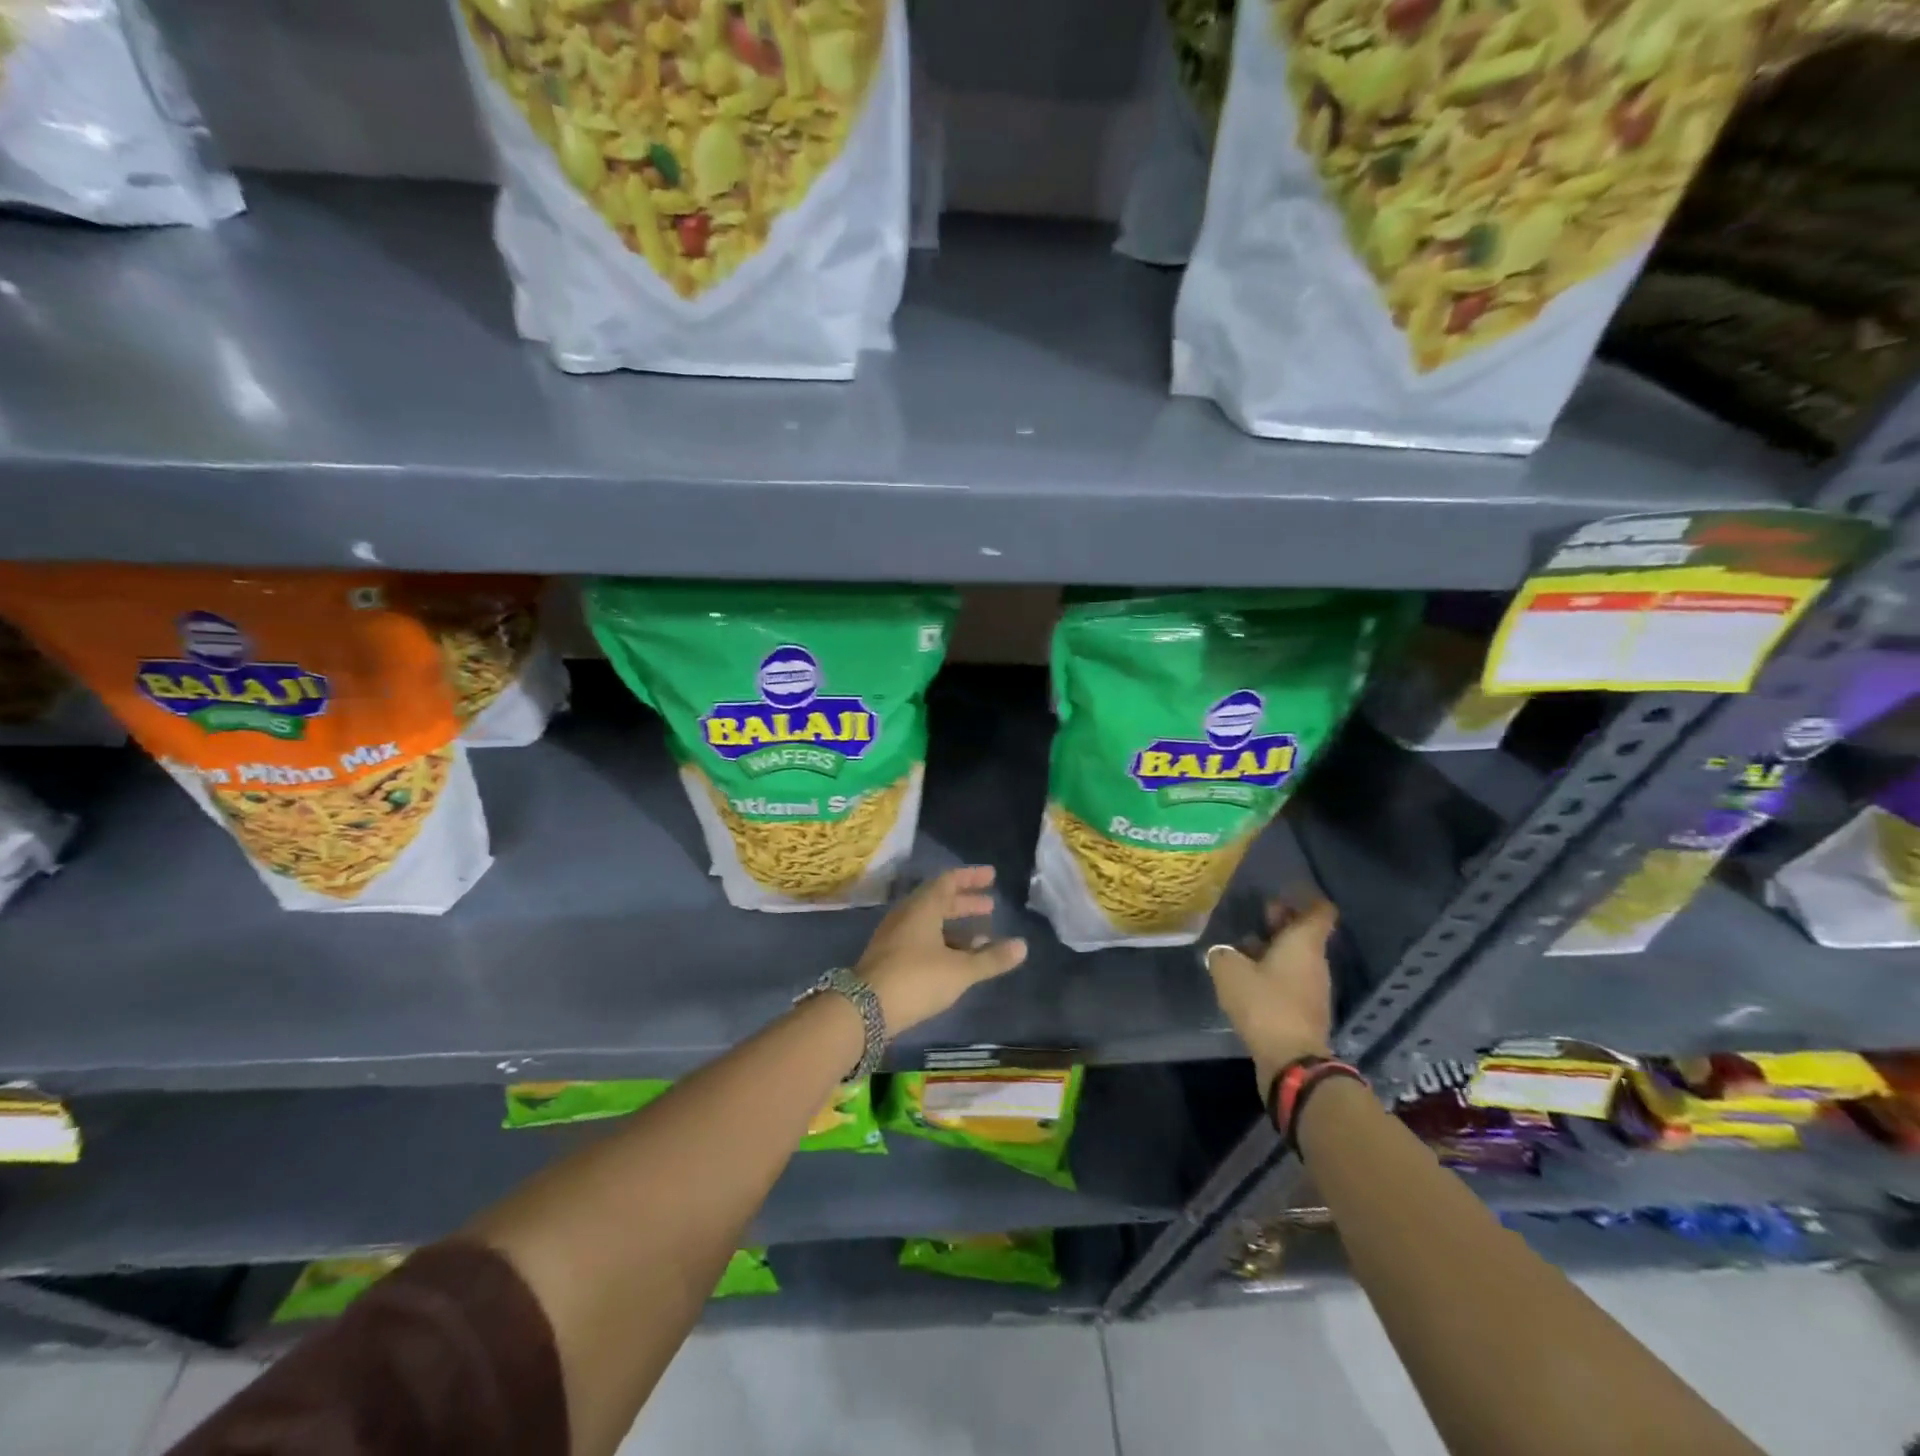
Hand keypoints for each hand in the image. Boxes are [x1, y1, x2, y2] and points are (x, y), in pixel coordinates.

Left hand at [855, 865, 1027, 1033]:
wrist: (863, 1010)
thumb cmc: (916, 979)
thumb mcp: (960, 970)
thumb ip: (991, 958)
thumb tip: (1022, 946)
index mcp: (922, 908)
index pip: (948, 881)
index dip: (971, 877)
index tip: (992, 876)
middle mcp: (906, 915)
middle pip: (939, 901)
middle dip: (966, 903)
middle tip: (990, 906)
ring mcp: (894, 937)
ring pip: (929, 922)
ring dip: (955, 926)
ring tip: (981, 937)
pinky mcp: (888, 958)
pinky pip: (921, 940)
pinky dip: (942, 942)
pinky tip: (956, 961)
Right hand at [1204, 896, 1337, 1091]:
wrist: (1291, 1060)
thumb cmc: (1264, 1004)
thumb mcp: (1229, 971)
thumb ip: (1223, 954)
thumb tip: (1222, 952)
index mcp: (1304, 943)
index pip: (1319, 910)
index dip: (1304, 897)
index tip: (1284, 891)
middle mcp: (1316, 961)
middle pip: (1305, 932)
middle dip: (1282, 922)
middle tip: (1256, 914)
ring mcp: (1314, 988)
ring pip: (1297, 957)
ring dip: (1275, 949)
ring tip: (1243, 947)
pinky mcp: (1306, 1011)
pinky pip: (1291, 980)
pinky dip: (1274, 973)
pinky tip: (1248, 978)